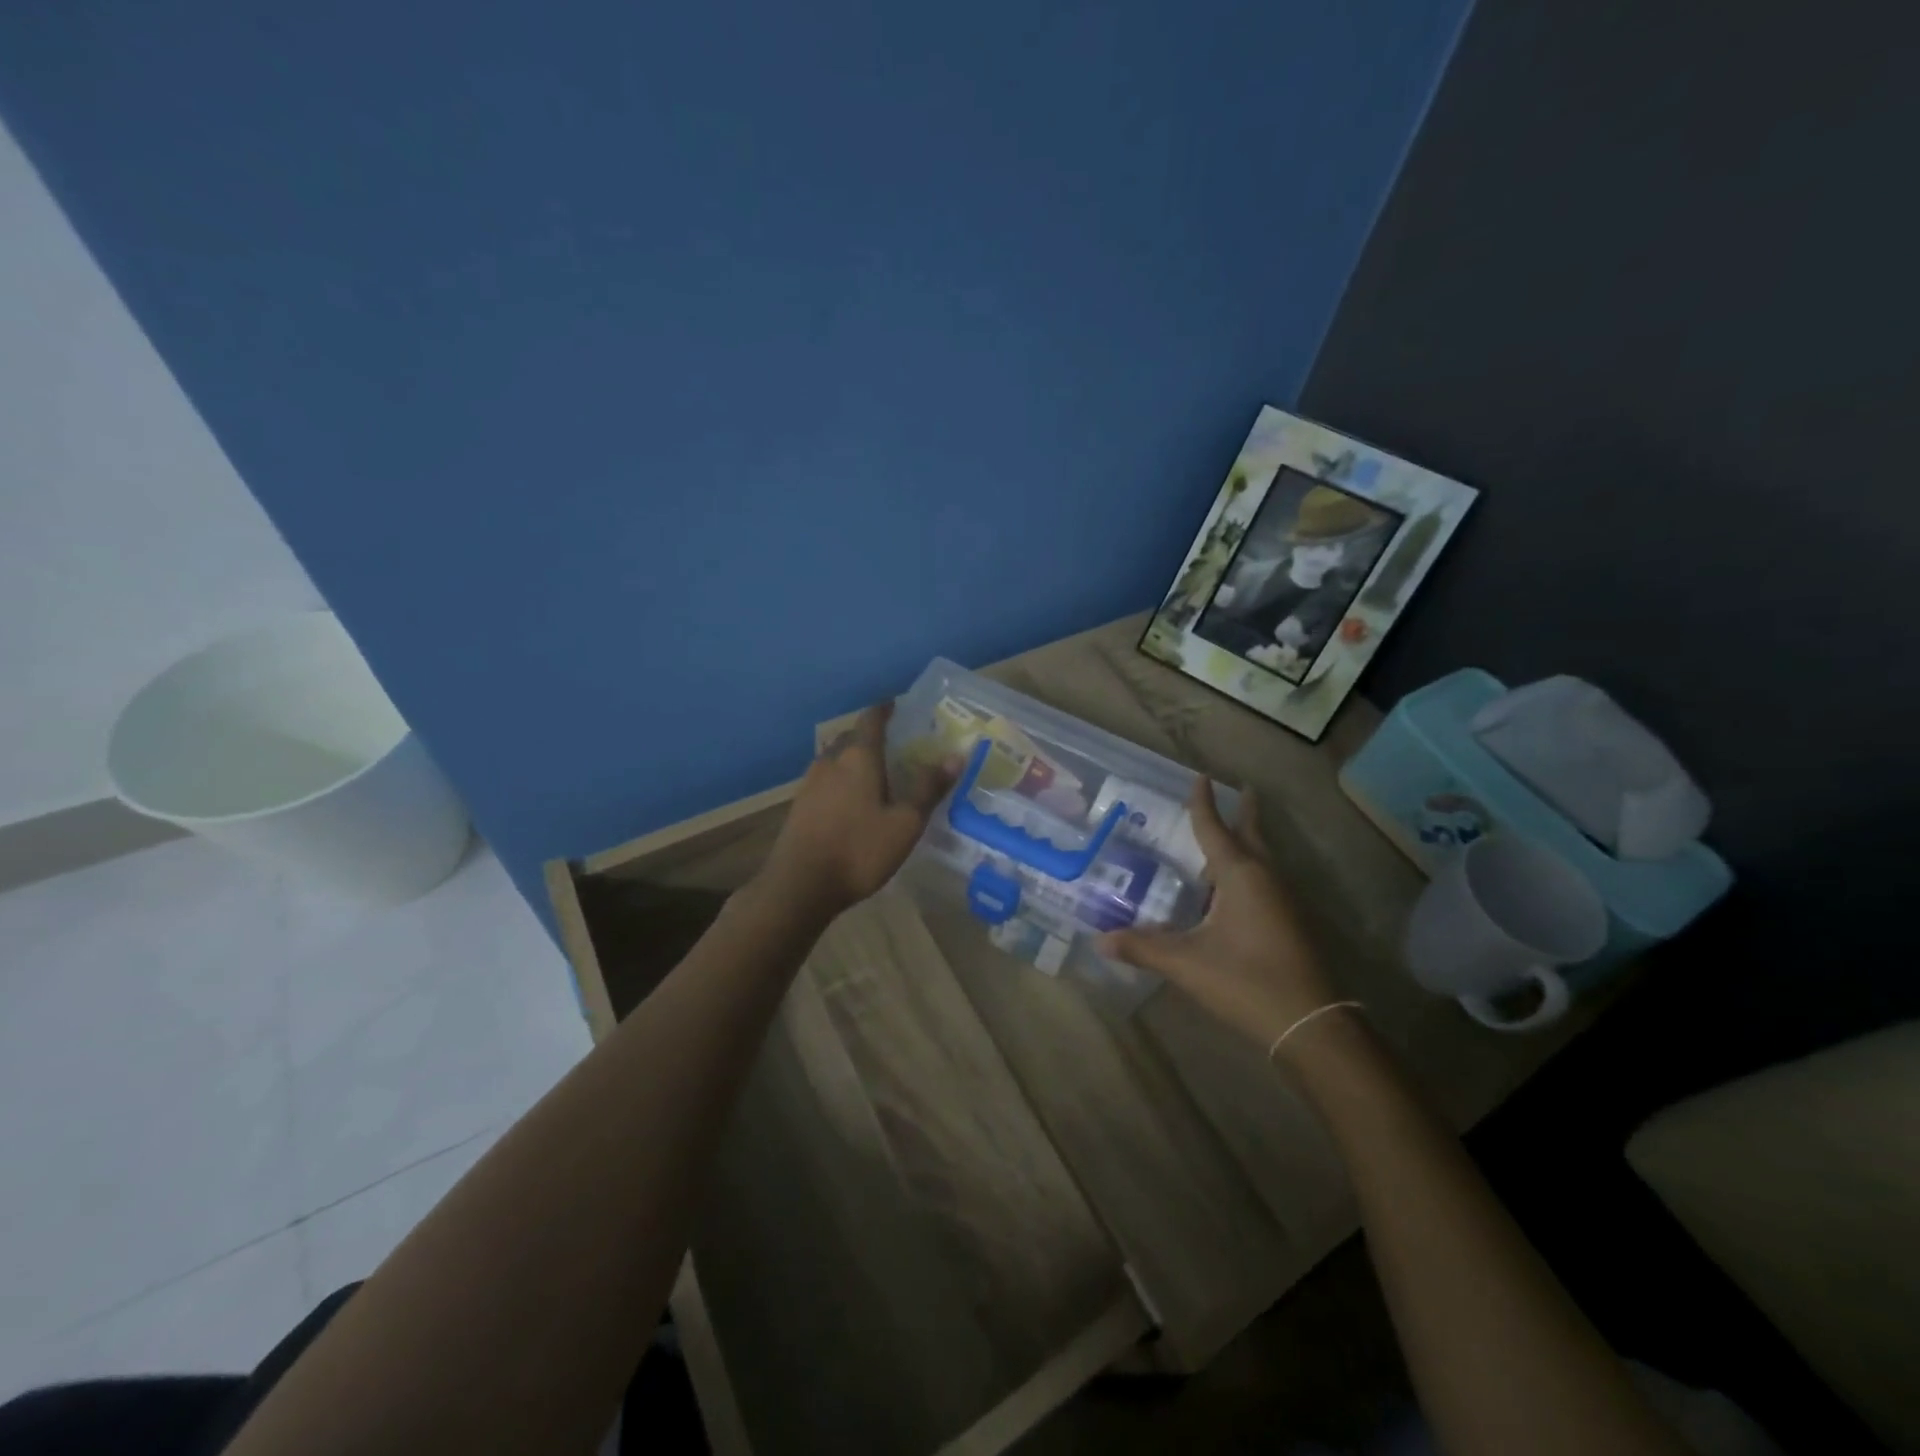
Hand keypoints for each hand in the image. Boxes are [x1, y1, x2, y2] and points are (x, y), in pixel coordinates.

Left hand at [761, 702, 955, 914]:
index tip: (897, 706)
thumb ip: (928, 788)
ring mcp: (810, 782)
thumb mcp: (905, 823)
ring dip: (854, 758)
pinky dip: (842, 779)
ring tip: (875, 771)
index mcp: (858, 757)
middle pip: (852, 737)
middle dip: (872, 735)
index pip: (872, 719)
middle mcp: (831, 760)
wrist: (800, 885)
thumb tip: (955, 756)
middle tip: (895, 744)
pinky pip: (825, 779)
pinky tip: (852, 799)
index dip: (885, 710)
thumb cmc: (859, 849)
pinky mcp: (800, 804)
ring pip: (836, 758)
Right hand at [1100, 781, 1335, 1050]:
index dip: (1204, 803)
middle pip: (1252, 836)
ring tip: (1226, 838)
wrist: (1311, 1024)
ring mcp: (1283, 901)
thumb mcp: (1186, 963)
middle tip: (1240, 790)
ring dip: (1246, 843)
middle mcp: (1265, 879)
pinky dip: (1248, 871)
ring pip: (1262, 860)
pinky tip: (1232, 891)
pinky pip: (1265, 882)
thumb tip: (1099, 941)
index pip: (1215, 829)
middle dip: (1244, 814)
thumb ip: (1142, 948)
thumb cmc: (1246, 981)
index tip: (1201, 776)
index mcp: (1240, 876)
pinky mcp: (1291, 924)